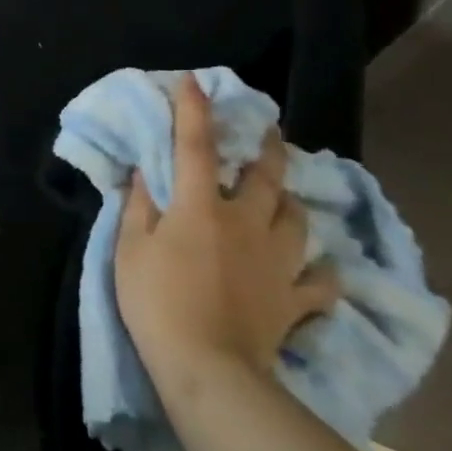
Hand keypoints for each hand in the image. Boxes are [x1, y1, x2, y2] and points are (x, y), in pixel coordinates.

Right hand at [114, 76, 338, 384]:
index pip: (197, 147)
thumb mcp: (130, 250)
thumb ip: (139, 207)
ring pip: (299, 219)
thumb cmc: (157, 302)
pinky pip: (320, 282)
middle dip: (268, 147)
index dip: (195, 111)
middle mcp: (247, 223)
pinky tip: (316, 268)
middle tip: (270, 131)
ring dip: (292, 202)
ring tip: (286, 197)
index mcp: (202, 208)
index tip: (195, 81)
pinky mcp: (295, 299)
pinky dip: (321, 272)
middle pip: (267, 176)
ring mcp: (278, 262)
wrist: (208, 369)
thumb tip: (147, 173)